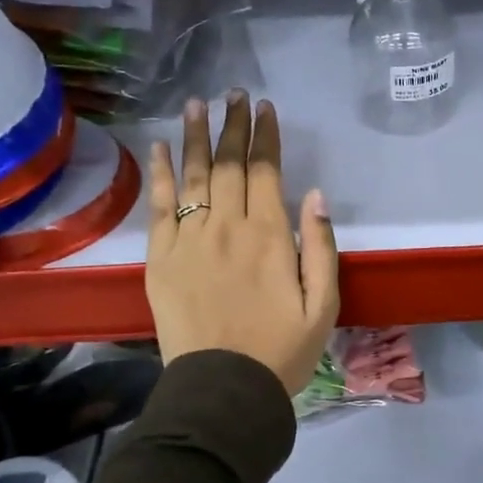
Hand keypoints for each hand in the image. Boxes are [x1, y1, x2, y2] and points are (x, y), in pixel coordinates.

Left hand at [145, 92, 339, 395]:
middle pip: (228, 165)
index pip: (265, 172)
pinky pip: (159, 207)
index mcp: (269, 237)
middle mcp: (226, 228)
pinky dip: (160, 174)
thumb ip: (321, 247)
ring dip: (196, 137)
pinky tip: (162, 148)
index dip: (265, 137)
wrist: (223, 388)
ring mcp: (188, 241)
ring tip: (197, 104)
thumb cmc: (282, 350)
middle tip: (234, 94)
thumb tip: (315, 195)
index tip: (265, 108)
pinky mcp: (160, 259)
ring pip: (193, 176)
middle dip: (233, 126)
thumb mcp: (323, 305)